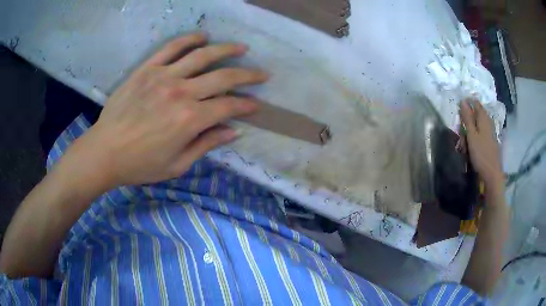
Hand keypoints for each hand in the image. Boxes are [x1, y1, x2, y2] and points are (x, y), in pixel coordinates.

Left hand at [70, 32, 267, 187]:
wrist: (104, 151)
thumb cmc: (140, 164)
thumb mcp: (177, 165)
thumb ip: (206, 144)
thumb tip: (233, 131)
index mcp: (189, 119)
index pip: (229, 106)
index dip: (247, 105)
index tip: (257, 105)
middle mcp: (181, 92)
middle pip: (223, 77)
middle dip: (248, 75)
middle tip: (262, 73)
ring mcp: (163, 76)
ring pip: (202, 55)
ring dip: (226, 50)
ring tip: (241, 48)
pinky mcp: (147, 69)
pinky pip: (172, 48)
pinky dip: (189, 39)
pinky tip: (202, 36)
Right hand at [459, 99, 503, 185]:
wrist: (492, 174)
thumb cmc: (481, 154)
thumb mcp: (471, 135)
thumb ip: (467, 118)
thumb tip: (462, 100)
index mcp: (483, 118)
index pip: (475, 103)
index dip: (466, 104)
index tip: (458, 111)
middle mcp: (488, 122)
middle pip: (476, 114)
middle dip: (467, 120)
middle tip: (461, 133)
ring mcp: (490, 132)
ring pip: (478, 125)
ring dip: (470, 131)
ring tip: (465, 144)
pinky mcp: (490, 141)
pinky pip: (480, 133)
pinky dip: (474, 137)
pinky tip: (471, 146)